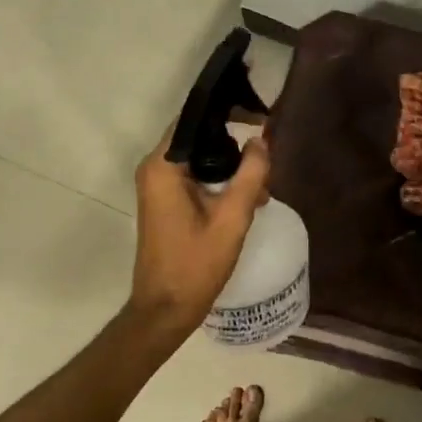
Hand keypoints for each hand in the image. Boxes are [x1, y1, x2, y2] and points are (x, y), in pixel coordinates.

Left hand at [127, 125, 271, 338]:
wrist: (166, 310)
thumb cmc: (196, 264)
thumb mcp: (232, 218)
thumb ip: (250, 175)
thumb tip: (261, 141)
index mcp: (163, 167)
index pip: (193, 119)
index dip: (227, 112)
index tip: (259, 116)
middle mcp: (154, 169)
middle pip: (198, 136)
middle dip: (234, 142)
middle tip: (267, 154)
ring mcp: (157, 185)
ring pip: (199, 157)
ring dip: (230, 165)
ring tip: (261, 183)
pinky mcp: (164, 200)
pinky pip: (194, 175)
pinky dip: (219, 180)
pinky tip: (246, 196)